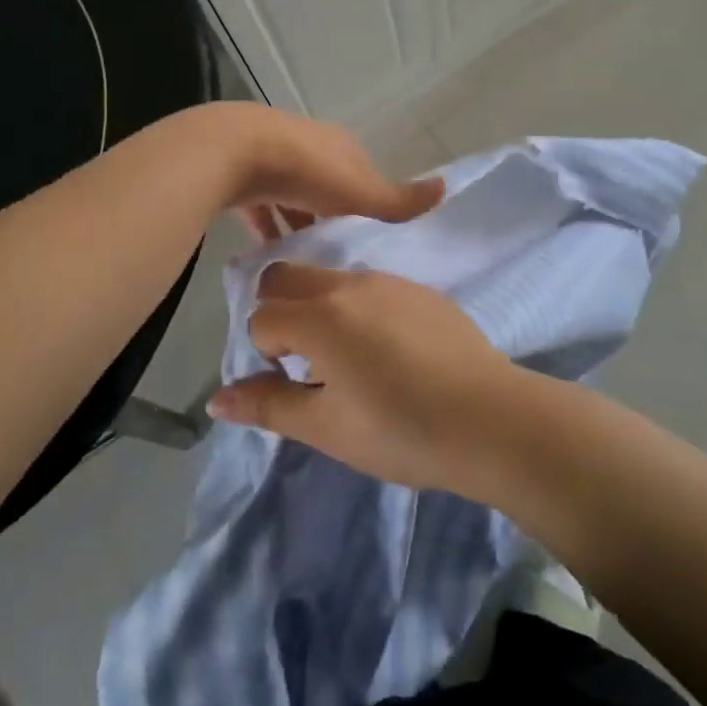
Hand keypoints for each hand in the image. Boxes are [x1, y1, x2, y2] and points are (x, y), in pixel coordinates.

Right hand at [207, 263, 521, 491]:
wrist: (490, 418)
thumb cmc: (400, 430)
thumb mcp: (326, 427)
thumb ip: (269, 405)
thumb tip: (216, 400)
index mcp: (319, 315)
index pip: (262, 316)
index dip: (266, 351)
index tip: (292, 383)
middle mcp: (350, 284)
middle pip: (288, 275)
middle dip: (280, 310)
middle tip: (306, 360)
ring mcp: (390, 281)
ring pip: (331, 277)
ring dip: (321, 306)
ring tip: (350, 357)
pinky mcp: (421, 289)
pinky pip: (372, 286)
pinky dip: (360, 307)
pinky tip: (391, 351)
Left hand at [215, 104, 443, 241]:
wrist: (234, 151)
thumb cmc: (306, 171)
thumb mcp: (359, 191)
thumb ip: (398, 199)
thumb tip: (447, 188)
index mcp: (339, 145)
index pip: (361, 173)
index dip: (366, 201)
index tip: (366, 235)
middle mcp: (306, 144)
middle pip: (324, 184)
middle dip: (328, 214)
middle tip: (333, 254)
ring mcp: (270, 156)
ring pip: (289, 195)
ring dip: (295, 222)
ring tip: (302, 262)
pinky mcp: (239, 173)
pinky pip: (258, 205)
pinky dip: (265, 226)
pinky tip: (265, 256)